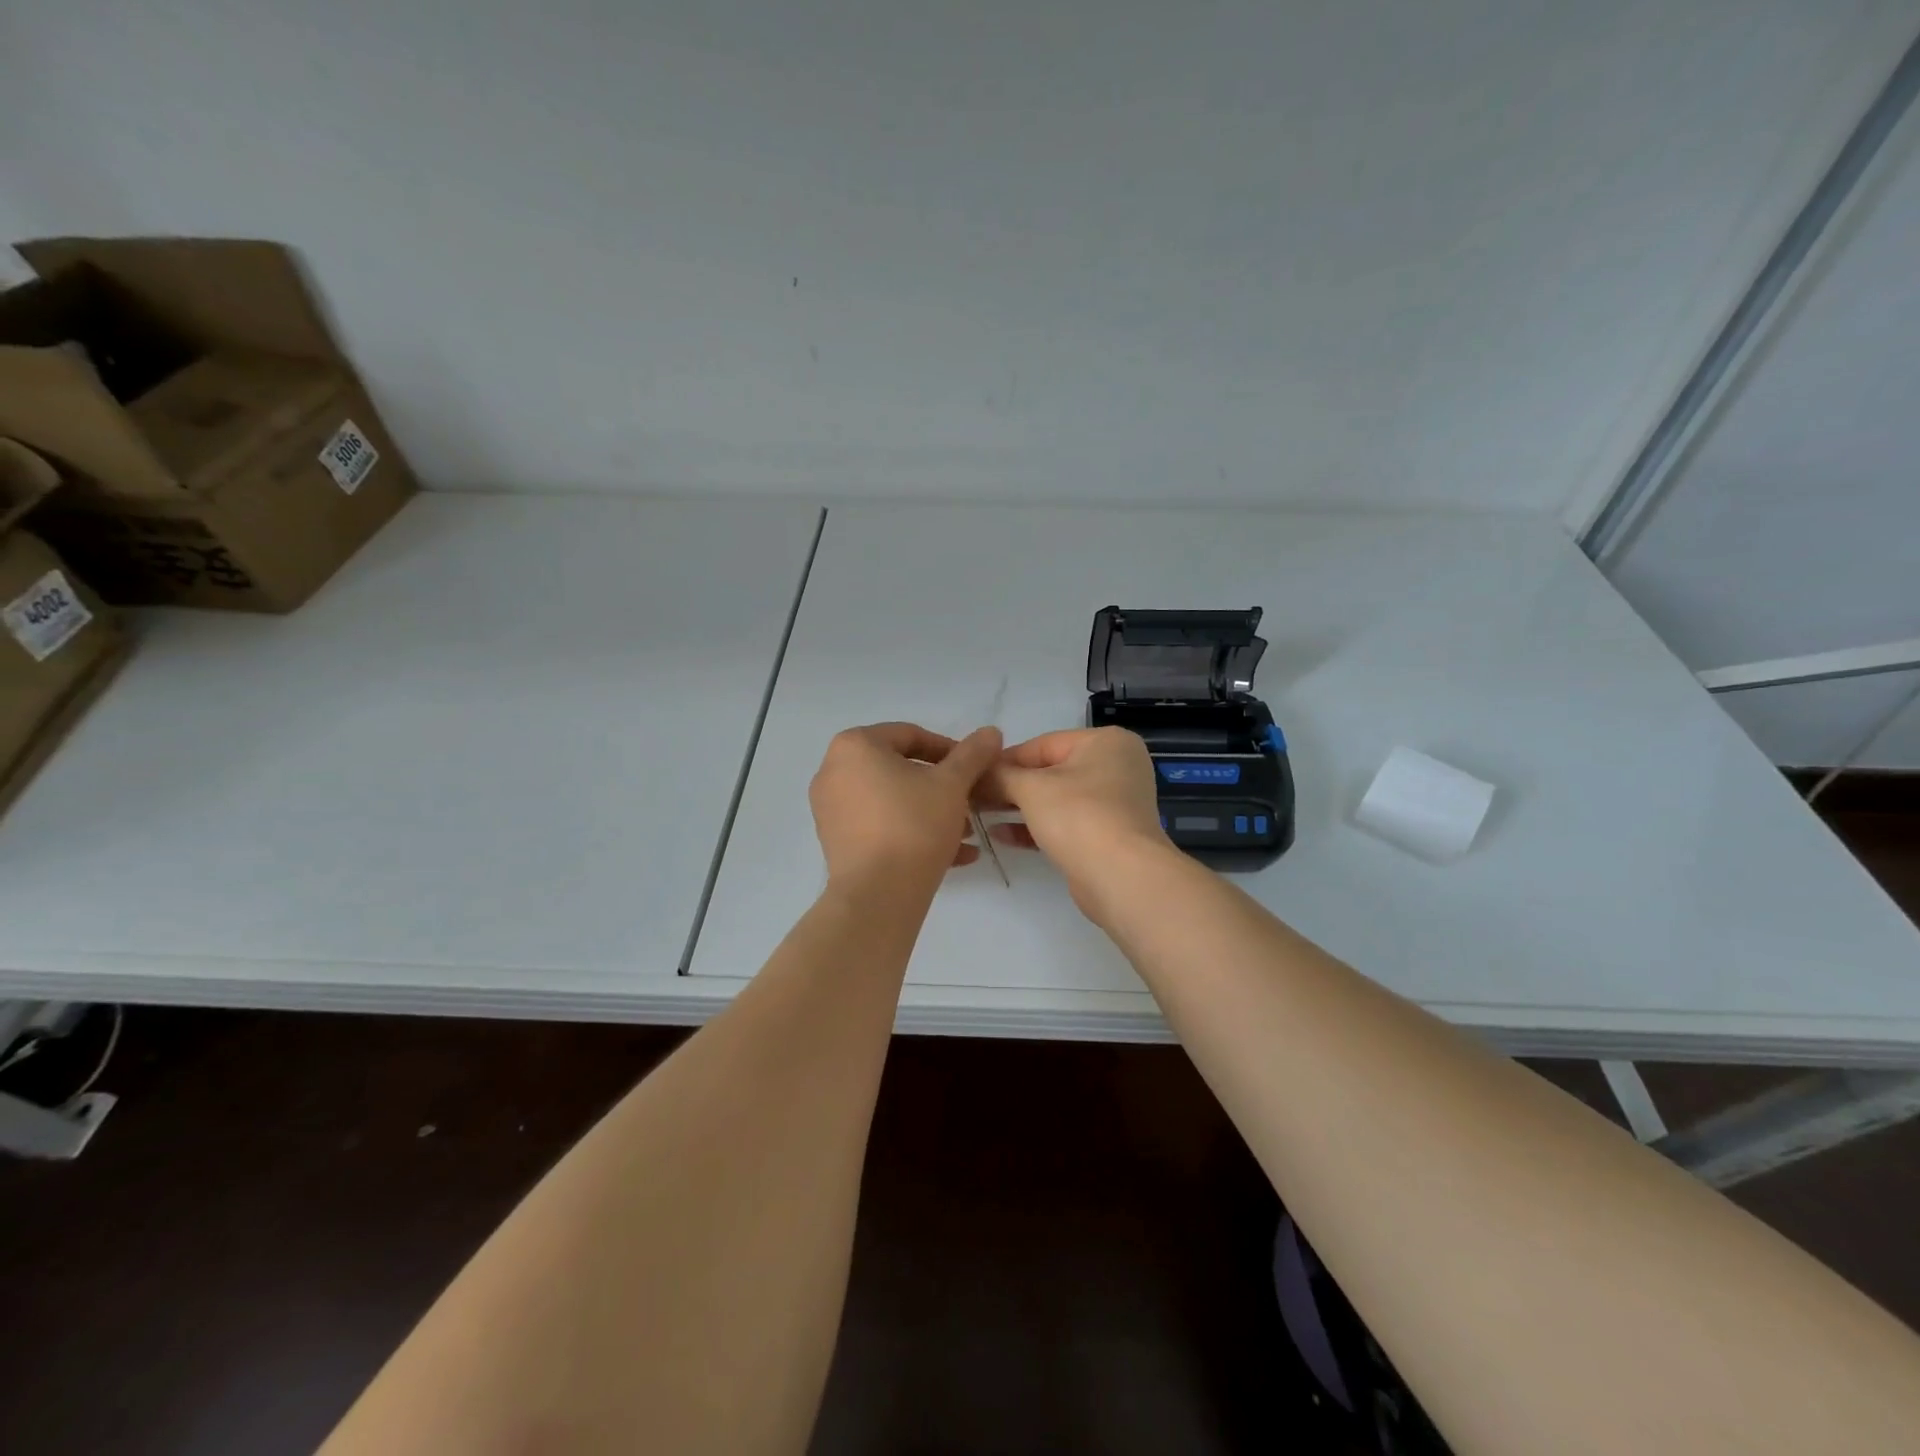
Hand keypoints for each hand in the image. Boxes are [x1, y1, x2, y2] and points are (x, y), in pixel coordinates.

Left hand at [809, 722, 1003, 888]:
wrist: (878, 895)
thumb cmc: (914, 825)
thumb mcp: (952, 785)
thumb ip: (972, 754)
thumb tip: (991, 732)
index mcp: (855, 746)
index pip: (911, 735)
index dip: (951, 751)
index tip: (976, 771)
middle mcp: (834, 771)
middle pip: (900, 769)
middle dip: (942, 787)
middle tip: (972, 803)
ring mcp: (830, 808)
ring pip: (892, 800)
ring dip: (932, 811)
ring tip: (966, 834)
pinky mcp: (836, 841)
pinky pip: (880, 825)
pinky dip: (911, 832)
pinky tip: (951, 855)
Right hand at [984, 728, 1171, 912]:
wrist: (1121, 877)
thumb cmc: (1079, 816)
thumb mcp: (1031, 788)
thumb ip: (1000, 776)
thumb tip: (976, 774)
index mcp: (1105, 742)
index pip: (1042, 744)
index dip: (1003, 760)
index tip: (972, 775)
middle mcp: (1115, 766)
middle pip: (1049, 771)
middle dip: (1010, 786)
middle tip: (973, 798)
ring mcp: (1114, 803)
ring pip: (1056, 799)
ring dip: (1018, 808)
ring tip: (981, 816)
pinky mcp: (1107, 835)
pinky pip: (1065, 823)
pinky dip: (1035, 827)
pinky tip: (1001, 835)